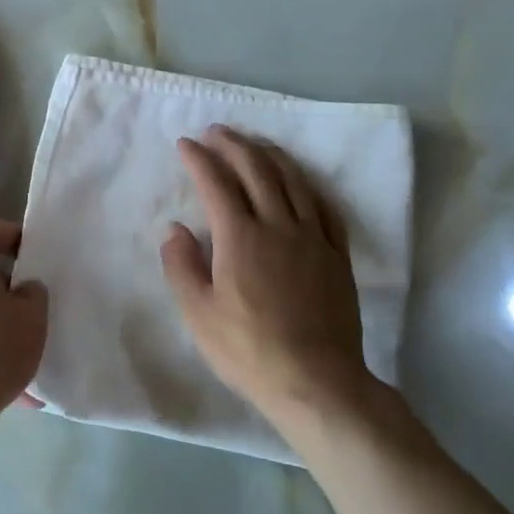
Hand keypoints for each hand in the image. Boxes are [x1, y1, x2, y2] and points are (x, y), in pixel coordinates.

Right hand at [160, 127, 370, 426]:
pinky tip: (300, 182)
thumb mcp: (198, 314)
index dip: (199, 158)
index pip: (216, 183)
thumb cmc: (248, 350)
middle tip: (216, 132)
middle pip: (256, 170)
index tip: (185, 144)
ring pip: (293, 180)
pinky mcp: (338, 255)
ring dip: (270, 155)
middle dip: (233, 144)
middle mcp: (278, 225)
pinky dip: (307, 185)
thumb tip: (175, 229)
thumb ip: (181, 266)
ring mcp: (313, 237)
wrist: (316, 382)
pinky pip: (324, 207)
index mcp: (240, 237)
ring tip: (254, 143)